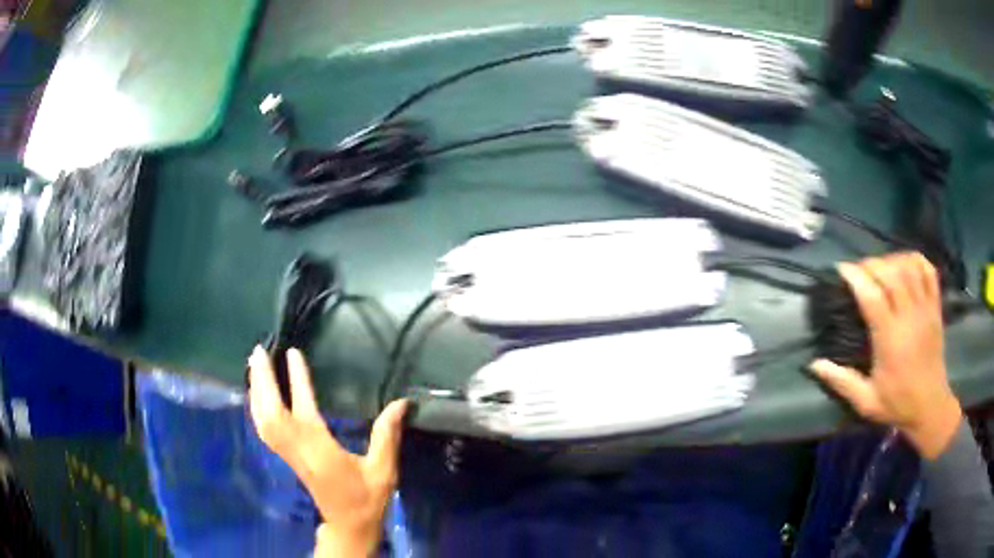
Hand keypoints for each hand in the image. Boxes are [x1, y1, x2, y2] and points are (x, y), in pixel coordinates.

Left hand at [248, 347, 407, 556]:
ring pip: (262, 420)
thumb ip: (387, 435)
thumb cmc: (367, 498)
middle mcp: (298, 449)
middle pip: (270, 412)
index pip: (303, 408)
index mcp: (320, 449)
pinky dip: (257, 408)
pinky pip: (264, 429)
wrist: (348, 526)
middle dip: (262, 381)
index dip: (297, 380)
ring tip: (254, 366)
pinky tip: (259, 397)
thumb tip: (401, 402)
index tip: (292, 353)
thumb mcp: (383, 469)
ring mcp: (288, 454)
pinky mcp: (287, 457)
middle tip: (258, 352)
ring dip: (256, 392)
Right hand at [810, 253, 961, 459]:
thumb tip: (814, 364)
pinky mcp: (936, 307)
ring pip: (909, 267)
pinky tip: (905, 264)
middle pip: (890, 273)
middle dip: (871, 264)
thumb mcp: (866, 402)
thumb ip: (842, 381)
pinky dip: (916, 260)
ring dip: (892, 259)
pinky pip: (928, 271)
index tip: (841, 270)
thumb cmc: (897, 404)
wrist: (930, 406)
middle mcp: (909, 317)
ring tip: (881, 267)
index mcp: (890, 339)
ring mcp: (925, 309)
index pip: (872, 295)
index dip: (855, 276)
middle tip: (859, 270)